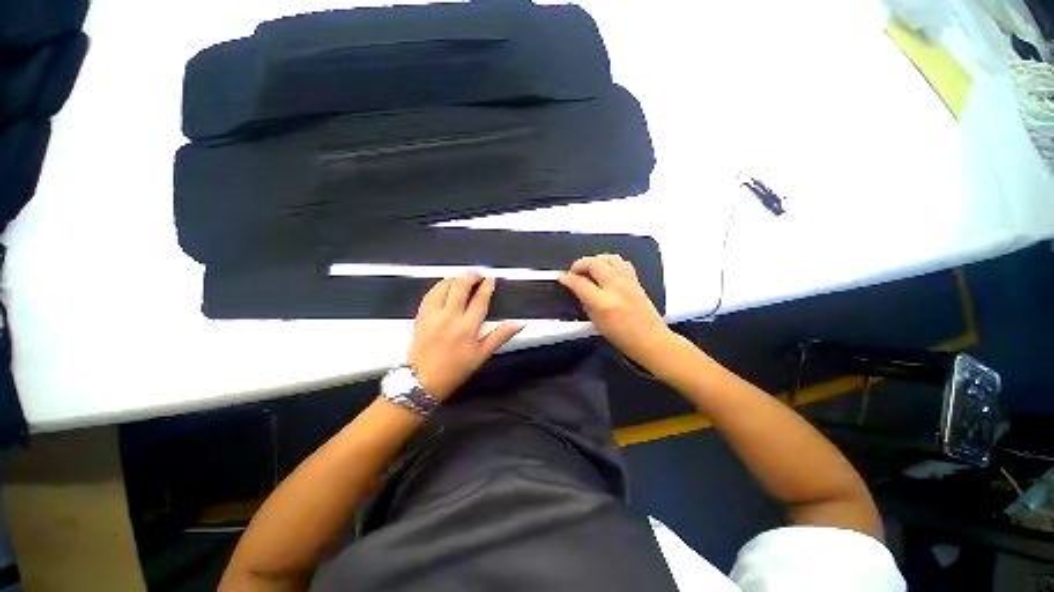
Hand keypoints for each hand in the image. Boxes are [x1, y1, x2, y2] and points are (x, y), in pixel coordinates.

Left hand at [407, 271, 524, 400]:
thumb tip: (519, 323)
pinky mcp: (420, 315)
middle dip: (471, 275)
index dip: (487, 286)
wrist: (421, 381)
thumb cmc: (455, 370)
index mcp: (467, 327)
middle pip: (460, 286)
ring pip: (444, 286)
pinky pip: (430, 294)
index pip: (480, 299)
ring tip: (462, 279)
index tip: (491, 278)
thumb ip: (500, 336)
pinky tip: (445, 286)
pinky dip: (439, 286)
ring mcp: (432, 314)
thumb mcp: (481, 355)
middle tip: (478, 274)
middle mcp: (450, 316)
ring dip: (455, 278)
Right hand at [558, 254, 673, 367]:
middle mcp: (615, 287)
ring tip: (591, 268)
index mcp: (603, 302)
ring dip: (596, 260)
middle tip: (575, 271)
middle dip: (580, 264)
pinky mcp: (636, 280)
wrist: (650, 339)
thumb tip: (579, 290)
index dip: (567, 279)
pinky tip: (607, 271)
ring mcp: (628, 281)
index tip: (561, 278)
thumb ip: (586, 303)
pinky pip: (622, 263)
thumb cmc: (620, 336)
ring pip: (610, 258)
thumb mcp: (596, 322)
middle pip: (595, 263)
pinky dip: (611, 263)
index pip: (580, 283)